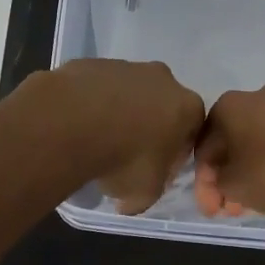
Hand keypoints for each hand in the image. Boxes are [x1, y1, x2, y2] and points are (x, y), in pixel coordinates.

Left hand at [45, 59, 205, 214]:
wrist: (72, 122)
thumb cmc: (124, 158)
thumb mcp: (144, 193)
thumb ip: (148, 193)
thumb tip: (130, 201)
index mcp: (187, 107)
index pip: (191, 131)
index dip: (174, 153)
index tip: (155, 170)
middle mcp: (162, 79)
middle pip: (161, 106)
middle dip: (148, 127)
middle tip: (125, 154)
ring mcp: (126, 66)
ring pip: (128, 93)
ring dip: (118, 113)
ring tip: (95, 140)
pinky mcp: (93, 63)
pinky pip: (98, 87)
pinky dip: (91, 103)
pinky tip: (77, 124)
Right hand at [193, 84, 264, 217]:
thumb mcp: (236, 187)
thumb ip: (219, 184)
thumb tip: (224, 179)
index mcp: (228, 106)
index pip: (204, 147)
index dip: (203, 183)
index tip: (212, 210)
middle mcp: (255, 97)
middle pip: (232, 143)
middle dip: (228, 179)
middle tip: (232, 209)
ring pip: (257, 143)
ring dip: (250, 173)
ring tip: (256, 203)